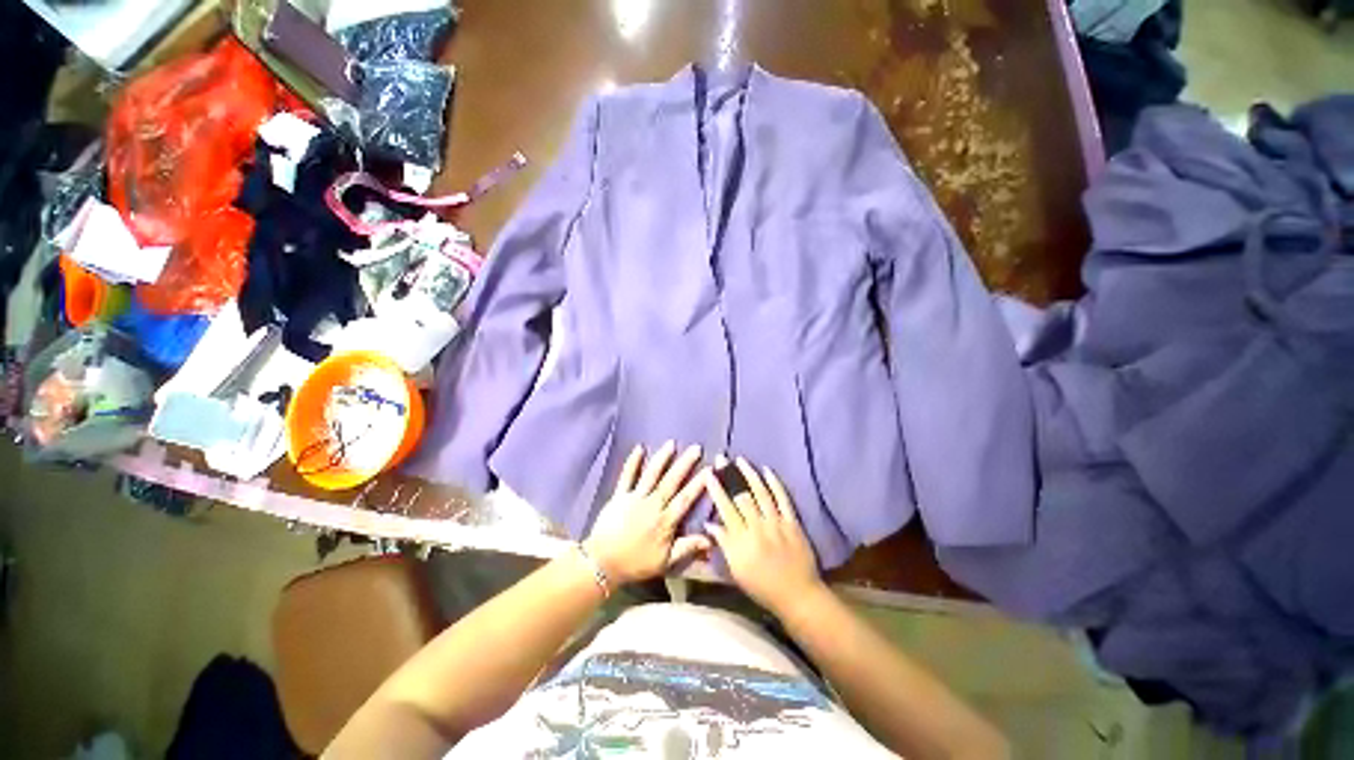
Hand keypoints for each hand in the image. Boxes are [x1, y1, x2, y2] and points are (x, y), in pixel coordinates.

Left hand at [584, 441, 710, 584]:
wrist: (602, 563)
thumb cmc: (636, 563)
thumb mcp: (665, 562)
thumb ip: (687, 547)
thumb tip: (711, 539)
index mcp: (665, 521)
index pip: (685, 499)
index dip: (698, 484)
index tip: (709, 469)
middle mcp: (652, 505)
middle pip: (671, 482)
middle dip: (684, 464)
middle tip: (696, 448)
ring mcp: (634, 498)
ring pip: (651, 475)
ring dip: (662, 458)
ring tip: (671, 443)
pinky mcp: (619, 496)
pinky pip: (626, 476)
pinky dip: (632, 462)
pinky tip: (639, 448)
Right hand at [704, 457, 825, 617]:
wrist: (797, 595)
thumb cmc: (762, 586)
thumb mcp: (736, 570)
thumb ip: (724, 544)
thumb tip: (709, 523)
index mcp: (741, 540)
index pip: (725, 508)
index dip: (717, 489)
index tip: (709, 474)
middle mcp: (757, 527)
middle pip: (742, 496)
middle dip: (730, 475)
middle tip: (722, 458)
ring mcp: (776, 522)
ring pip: (761, 492)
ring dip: (750, 474)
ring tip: (741, 460)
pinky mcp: (793, 521)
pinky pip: (783, 498)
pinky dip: (775, 483)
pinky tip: (767, 471)